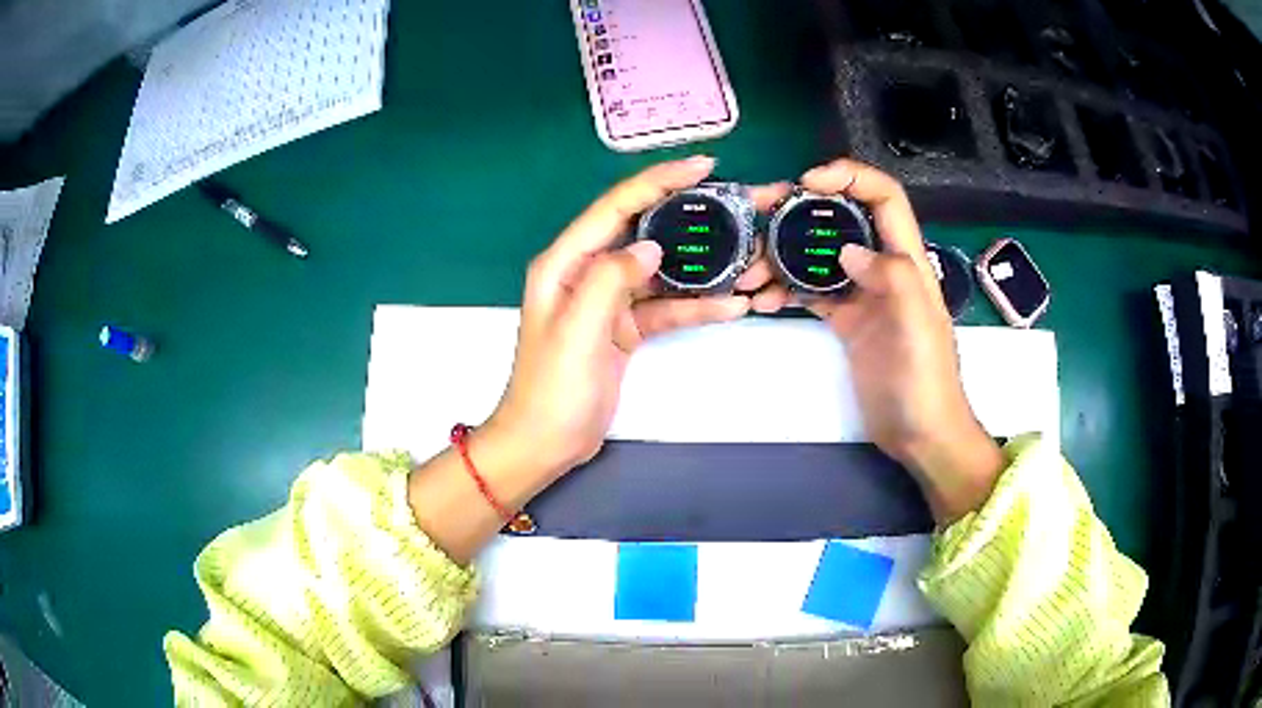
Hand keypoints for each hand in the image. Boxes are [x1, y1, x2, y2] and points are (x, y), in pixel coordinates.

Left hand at [487, 157, 789, 479]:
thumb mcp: (578, 330)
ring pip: (660, 271)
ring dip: (699, 266)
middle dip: (685, 215)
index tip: (702, 165)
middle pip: (642, 230)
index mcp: (565, 263)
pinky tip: (730, 306)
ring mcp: (608, 301)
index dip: (658, 181)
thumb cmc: (552, 388)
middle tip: (733, 202)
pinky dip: (694, 306)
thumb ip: (611, 280)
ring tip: (743, 254)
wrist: (546, 442)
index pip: (615, 206)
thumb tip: (651, 247)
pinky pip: (664, 308)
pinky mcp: (625, 328)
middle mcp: (587, 272)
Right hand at [792, 158, 1002, 523]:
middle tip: (759, 219)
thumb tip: (847, 250)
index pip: (884, 198)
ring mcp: (862, 294)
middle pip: (841, 220)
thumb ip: (894, 278)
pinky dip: (785, 290)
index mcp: (907, 261)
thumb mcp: (918, 328)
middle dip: (801, 212)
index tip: (808, 182)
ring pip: (819, 255)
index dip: (850, 176)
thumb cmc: (927, 383)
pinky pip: (810, 292)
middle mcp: (883, 268)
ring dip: (783, 256)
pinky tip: (763, 300)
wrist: (920, 435)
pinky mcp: (845, 321)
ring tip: (750, 273)